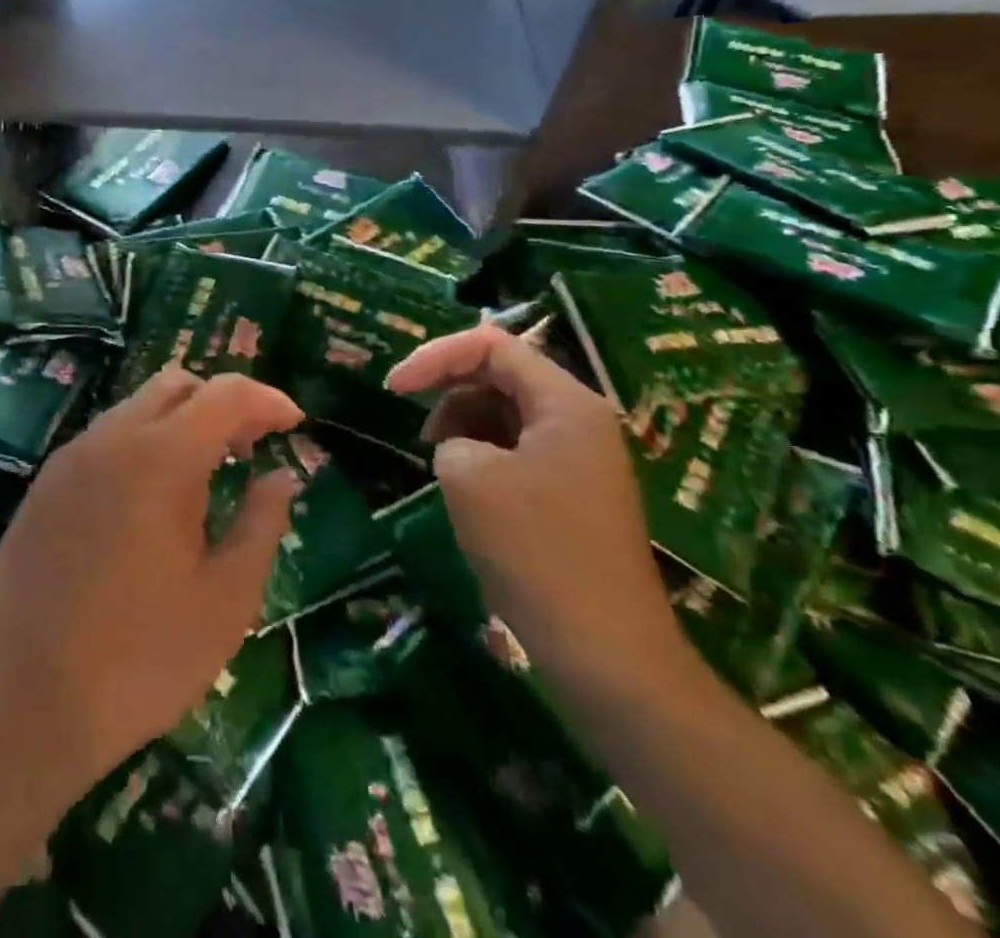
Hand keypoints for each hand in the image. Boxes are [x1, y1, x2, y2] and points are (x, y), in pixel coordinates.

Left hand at [0, 369, 303, 806]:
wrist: (16, 702)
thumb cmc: (137, 660)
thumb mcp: (224, 602)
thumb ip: (260, 525)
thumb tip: (280, 478)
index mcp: (161, 456)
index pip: (225, 394)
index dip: (267, 400)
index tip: (295, 425)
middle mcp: (111, 438)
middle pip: (176, 384)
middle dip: (222, 403)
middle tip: (251, 449)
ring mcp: (70, 458)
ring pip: (137, 407)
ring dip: (180, 422)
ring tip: (207, 477)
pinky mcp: (45, 485)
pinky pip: (106, 438)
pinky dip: (143, 444)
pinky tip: (152, 501)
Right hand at [385, 325, 681, 678]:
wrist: (607, 653)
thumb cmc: (536, 550)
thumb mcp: (468, 476)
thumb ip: (449, 435)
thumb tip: (459, 447)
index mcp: (565, 402)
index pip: (490, 346)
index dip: (434, 357)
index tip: (392, 390)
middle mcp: (579, 420)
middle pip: (500, 375)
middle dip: (448, 392)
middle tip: (415, 431)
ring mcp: (580, 459)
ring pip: (506, 415)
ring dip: (463, 426)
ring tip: (440, 465)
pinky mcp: (573, 495)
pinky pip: (518, 451)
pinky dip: (482, 456)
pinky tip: (465, 491)